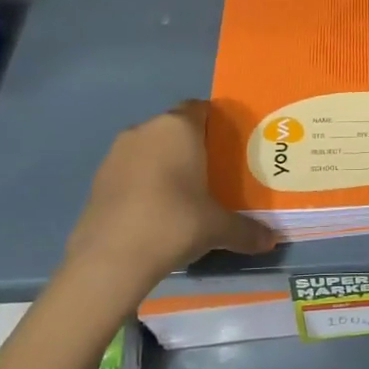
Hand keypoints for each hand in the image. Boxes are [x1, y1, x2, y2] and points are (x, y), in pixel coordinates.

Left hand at [62, 100, 277, 292]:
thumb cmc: (174, 223)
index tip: (229, 147)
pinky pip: (130, 171)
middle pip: (174, 129)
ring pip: (149, 149)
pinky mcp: (97, 179)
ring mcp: (116, 153)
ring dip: (164, 165)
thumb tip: (271, 241)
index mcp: (178, 128)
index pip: (199, 108)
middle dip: (192, 146)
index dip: (215, 124)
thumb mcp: (218, 228)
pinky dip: (143, 183)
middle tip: (212, 174)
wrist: (110, 259)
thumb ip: (246, 230)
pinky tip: (155, 212)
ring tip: (184, 195)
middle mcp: (145, 130)